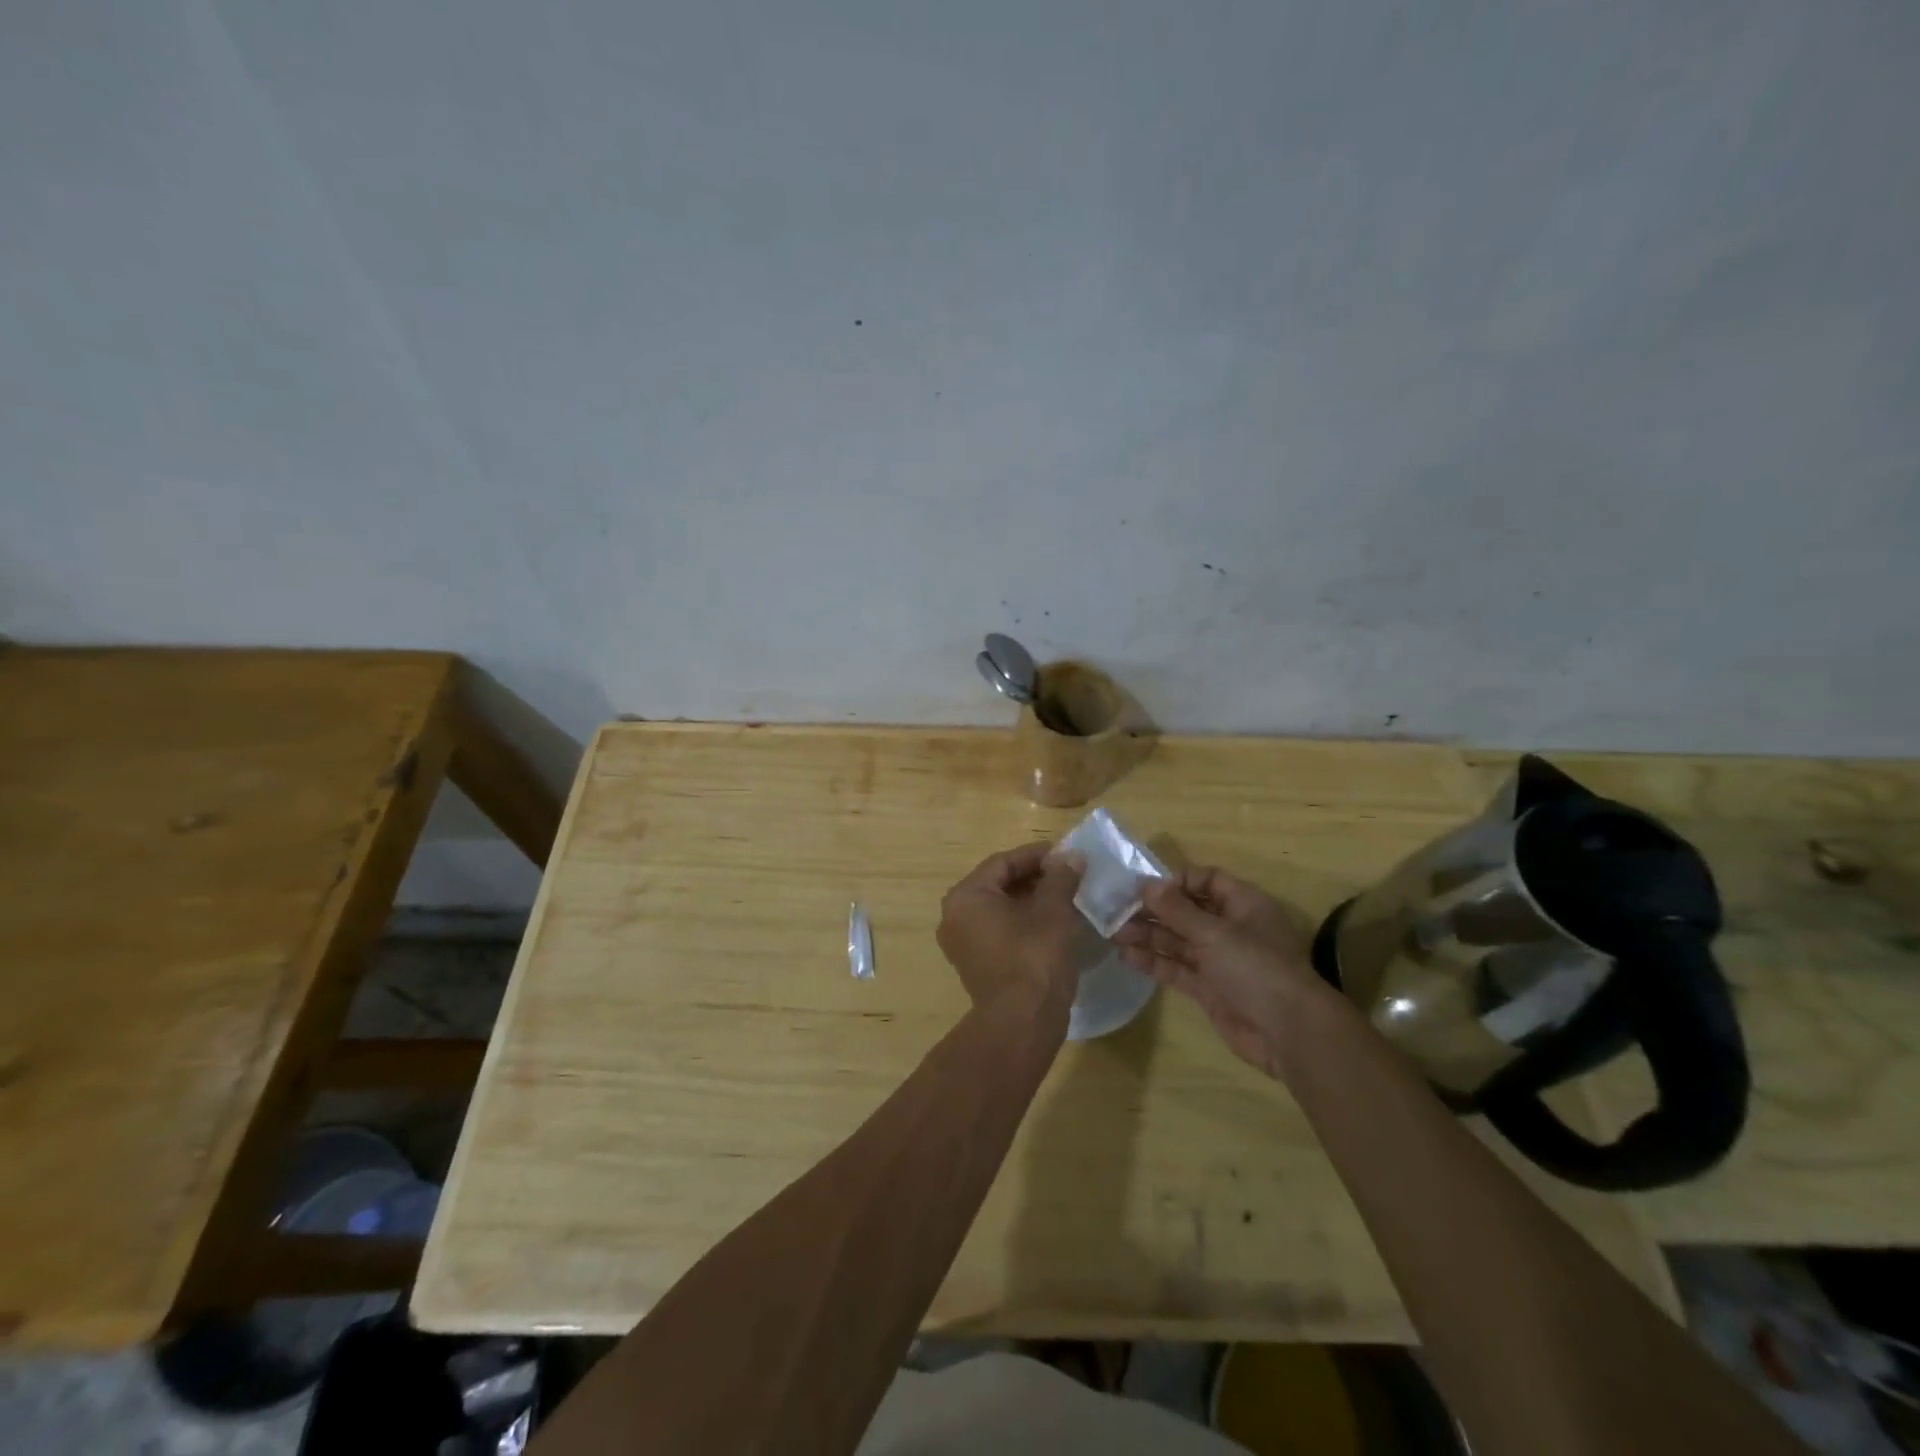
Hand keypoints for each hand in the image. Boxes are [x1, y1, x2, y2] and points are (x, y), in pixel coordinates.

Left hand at [937, 843, 1086, 1012]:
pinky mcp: (975, 964)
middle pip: (998, 884)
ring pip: (999, 908)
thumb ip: (1060, 878)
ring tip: (1065, 897)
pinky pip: (998, 930)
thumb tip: (1072, 857)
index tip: (1067, 855)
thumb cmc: (1034, 957)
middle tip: (1068, 875)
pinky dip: (1022, 921)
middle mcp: (955, 916)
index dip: (1037, 856)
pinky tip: (1052, 923)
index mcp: (966, 896)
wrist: (1022, 1022)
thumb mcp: (1053, 911)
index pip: (1003, 862)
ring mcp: (962, 943)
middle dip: (1034, 877)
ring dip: (1030, 899)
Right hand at [1114, 866, 1322, 1079]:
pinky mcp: (1209, 989)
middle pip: (1187, 911)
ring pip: (1178, 941)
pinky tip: (1126, 956)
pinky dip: (1154, 961)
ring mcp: (1219, 961)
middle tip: (1117, 910)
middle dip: (1154, 910)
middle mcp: (1231, 929)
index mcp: (1243, 905)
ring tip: (1114, 932)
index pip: (1207, 880)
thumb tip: (1147, 886)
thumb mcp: (1215, 932)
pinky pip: (1177, 968)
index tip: (1146, 887)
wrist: (1288, 1033)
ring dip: (1148, 935)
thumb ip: (1178, 910)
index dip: (1177, 881)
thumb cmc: (1256, 968)